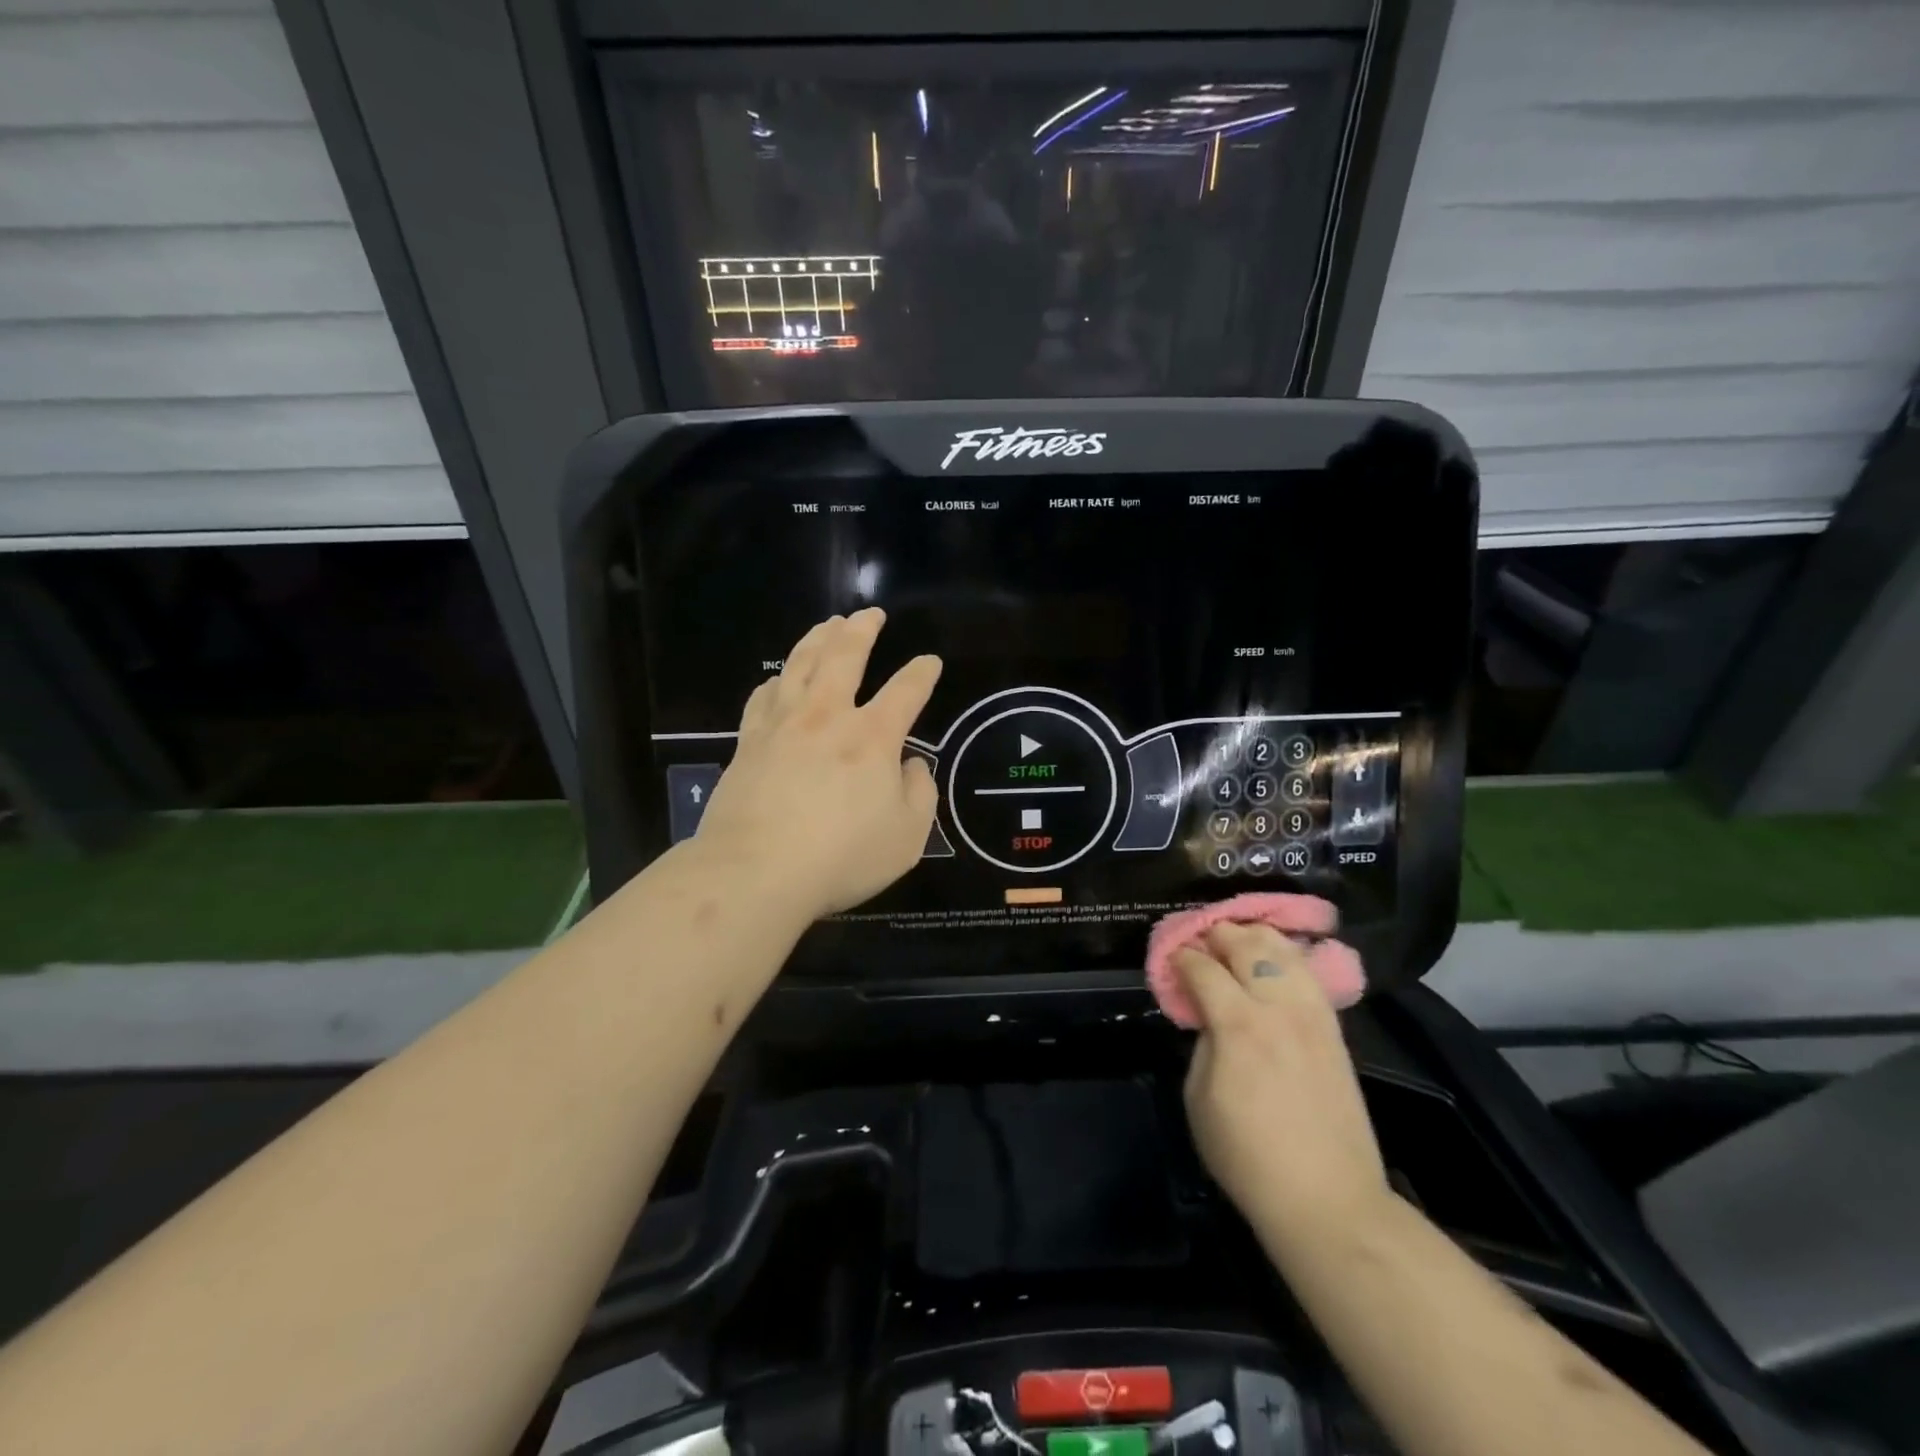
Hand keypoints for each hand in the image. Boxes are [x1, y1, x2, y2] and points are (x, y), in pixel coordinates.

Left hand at [695, 608, 942, 920]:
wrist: (755, 872)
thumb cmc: (841, 857)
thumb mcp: (907, 837)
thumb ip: (920, 794)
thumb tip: (911, 765)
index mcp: (872, 737)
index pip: (906, 691)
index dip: (922, 672)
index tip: (930, 661)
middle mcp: (827, 716)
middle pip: (844, 656)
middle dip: (862, 629)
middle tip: (870, 613)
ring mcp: (782, 725)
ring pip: (799, 664)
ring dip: (817, 638)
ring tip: (828, 623)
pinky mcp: (748, 742)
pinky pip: (762, 697)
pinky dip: (776, 680)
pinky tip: (778, 678)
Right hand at [1177, 924, 1389, 1254]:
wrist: (1328, 1200)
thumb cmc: (1248, 1157)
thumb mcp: (1198, 1099)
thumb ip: (1202, 1045)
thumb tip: (1210, 1018)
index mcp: (1239, 1025)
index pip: (1203, 968)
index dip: (1181, 957)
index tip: (1170, 958)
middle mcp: (1278, 1008)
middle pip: (1247, 945)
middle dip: (1217, 934)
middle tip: (1200, 940)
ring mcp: (1313, 1015)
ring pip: (1285, 950)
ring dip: (1255, 937)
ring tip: (1236, 940)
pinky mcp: (1334, 1030)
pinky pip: (1309, 975)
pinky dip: (1287, 957)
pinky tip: (1274, 959)